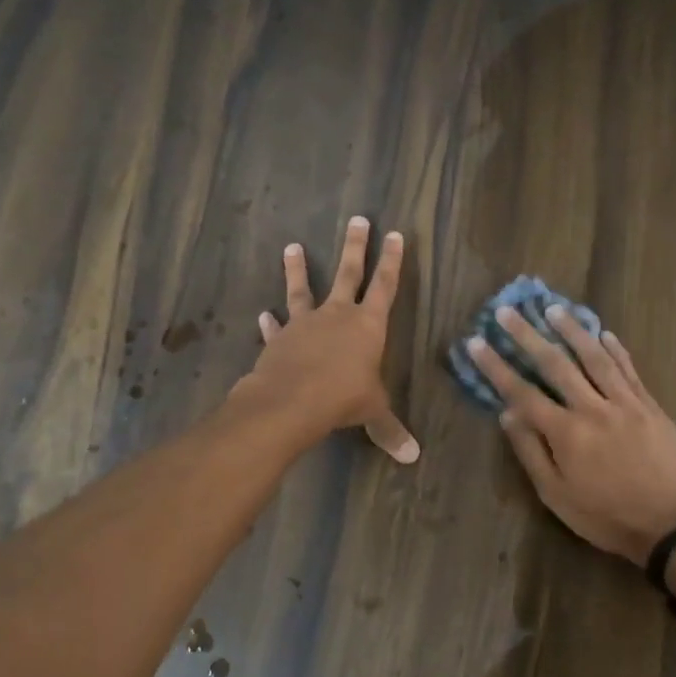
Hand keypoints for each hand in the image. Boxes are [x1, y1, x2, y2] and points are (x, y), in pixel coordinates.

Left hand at [233, 217, 418, 462]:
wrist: (291, 400)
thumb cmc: (342, 398)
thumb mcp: (372, 412)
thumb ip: (389, 430)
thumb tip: (412, 457)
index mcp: (368, 325)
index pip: (386, 286)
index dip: (392, 261)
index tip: (395, 234)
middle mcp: (337, 315)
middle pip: (349, 273)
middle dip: (356, 247)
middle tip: (357, 219)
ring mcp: (305, 323)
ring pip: (303, 289)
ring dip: (299, 269)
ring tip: (292, 246)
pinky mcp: (279, 339)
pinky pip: (276, 327)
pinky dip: (270, 322)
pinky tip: (263, 315)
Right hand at [466, 307, 675, 563]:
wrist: (674, 525)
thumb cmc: (607, 517)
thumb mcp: (557, 496)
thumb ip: (531, 452)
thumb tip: (507, 414)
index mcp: (566, 433)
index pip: (522, 392)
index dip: (496, 366)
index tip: (476, 342)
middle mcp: (593, 408)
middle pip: (555, 364)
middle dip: (527, 335)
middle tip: (507, 310)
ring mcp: (625, 403)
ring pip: (594, 357)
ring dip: (571, 330)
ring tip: (552, 308)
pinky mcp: (651, 406)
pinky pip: (629, 370)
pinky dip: (615, 349)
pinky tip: (604, 333)